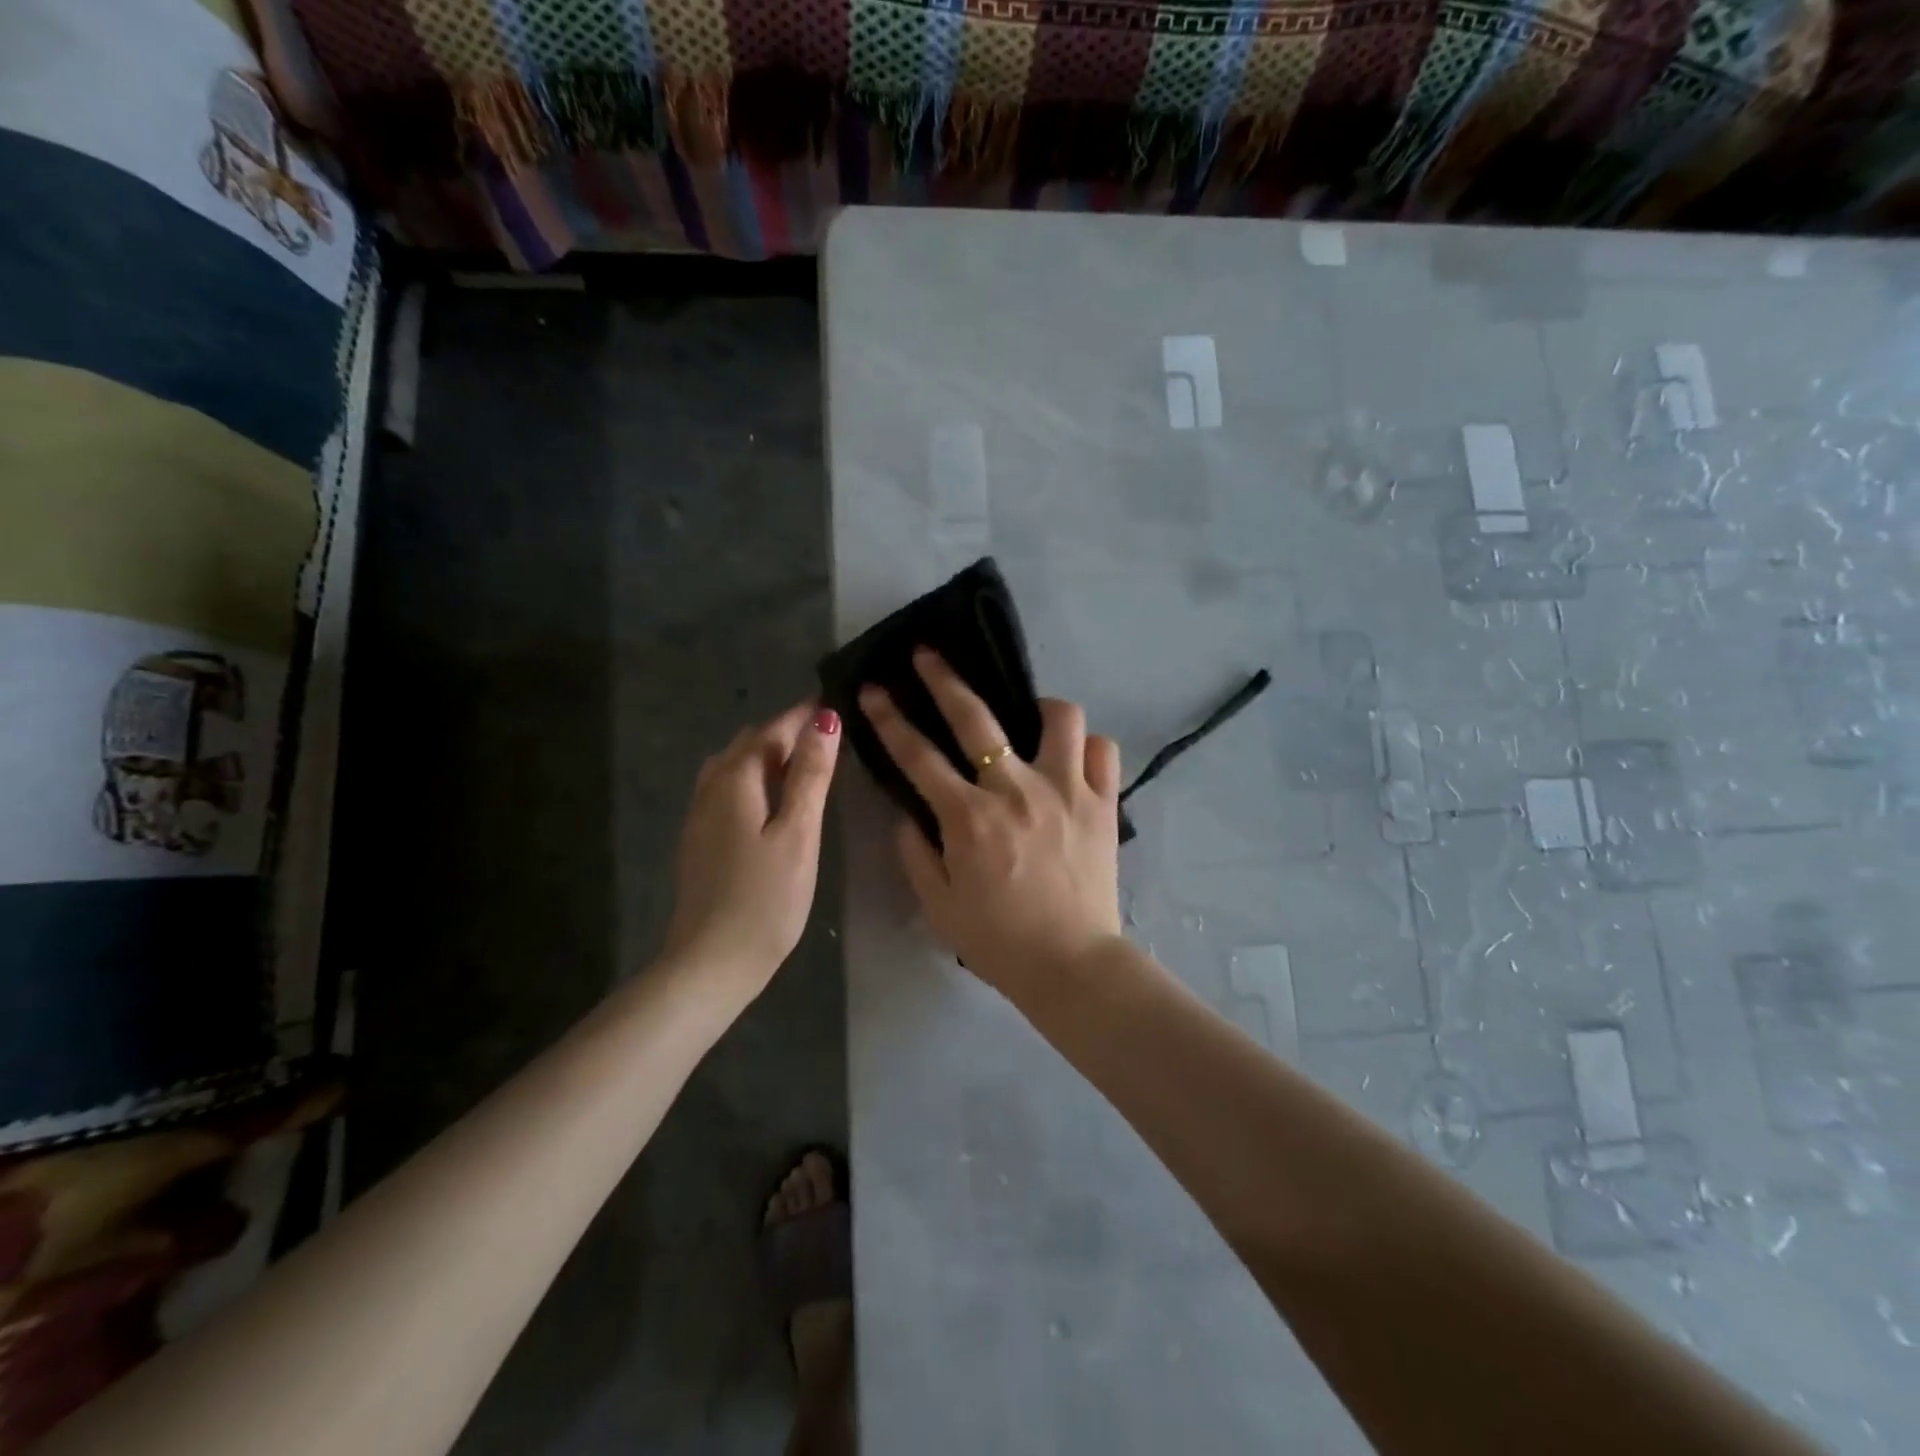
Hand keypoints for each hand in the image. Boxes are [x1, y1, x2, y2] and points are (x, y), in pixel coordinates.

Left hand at [661, 701, 841, 1003]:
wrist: (711, 963)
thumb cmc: (765, 899)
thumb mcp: (798, 834)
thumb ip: (810, 775)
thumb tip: (824, 719)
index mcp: (735, 779)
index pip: (772, 729)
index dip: (804, 715)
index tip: (836, 704)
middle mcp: (710, 787)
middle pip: (750, 744)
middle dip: (786, 733)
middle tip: (829, 738)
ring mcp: (699, 815)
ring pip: (735, 767)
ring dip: (769, 757)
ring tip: (806, 767)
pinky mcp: (700, 840)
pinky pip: (728, 791)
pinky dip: (755, 782)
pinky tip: (774, 802)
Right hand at [859, 651, 1124, 1001]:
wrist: (1071, 965)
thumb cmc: (998, 940)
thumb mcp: (938, 905)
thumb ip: (916, 853)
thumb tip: (907, 815)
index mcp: (968, 816)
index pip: (917, 755)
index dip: (890, 718)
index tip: (873, 690)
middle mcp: (1015, 789)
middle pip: (976, 717)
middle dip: (944, 678)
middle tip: (929, 655)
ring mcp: (1065, 790)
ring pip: (1059, 717)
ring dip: (1040, 709)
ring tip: (1031, 721)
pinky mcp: (1103, 803)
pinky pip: (1103, 751)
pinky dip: (1088, 750)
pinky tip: (1075, 762)